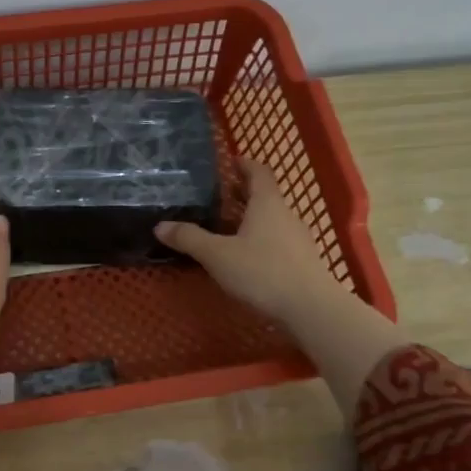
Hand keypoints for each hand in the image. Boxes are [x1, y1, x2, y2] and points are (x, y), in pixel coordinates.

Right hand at [155, 160, 347, 326]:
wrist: (310, 308)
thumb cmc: (262, 272)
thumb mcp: (217, 255)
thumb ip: (189, 238)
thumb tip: (160, 225)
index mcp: (267, 203)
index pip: (258, 172)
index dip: (244, 164)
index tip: (229, 162)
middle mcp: (286, 215)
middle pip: (264, 196)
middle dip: (242, 194)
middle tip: (217, 197)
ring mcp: (298, 239)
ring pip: (271, 220)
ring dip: (251, 219)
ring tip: (226, 228)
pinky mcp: (302, 261)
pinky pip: (277, 241)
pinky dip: (260, 240)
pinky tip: (246, 257)